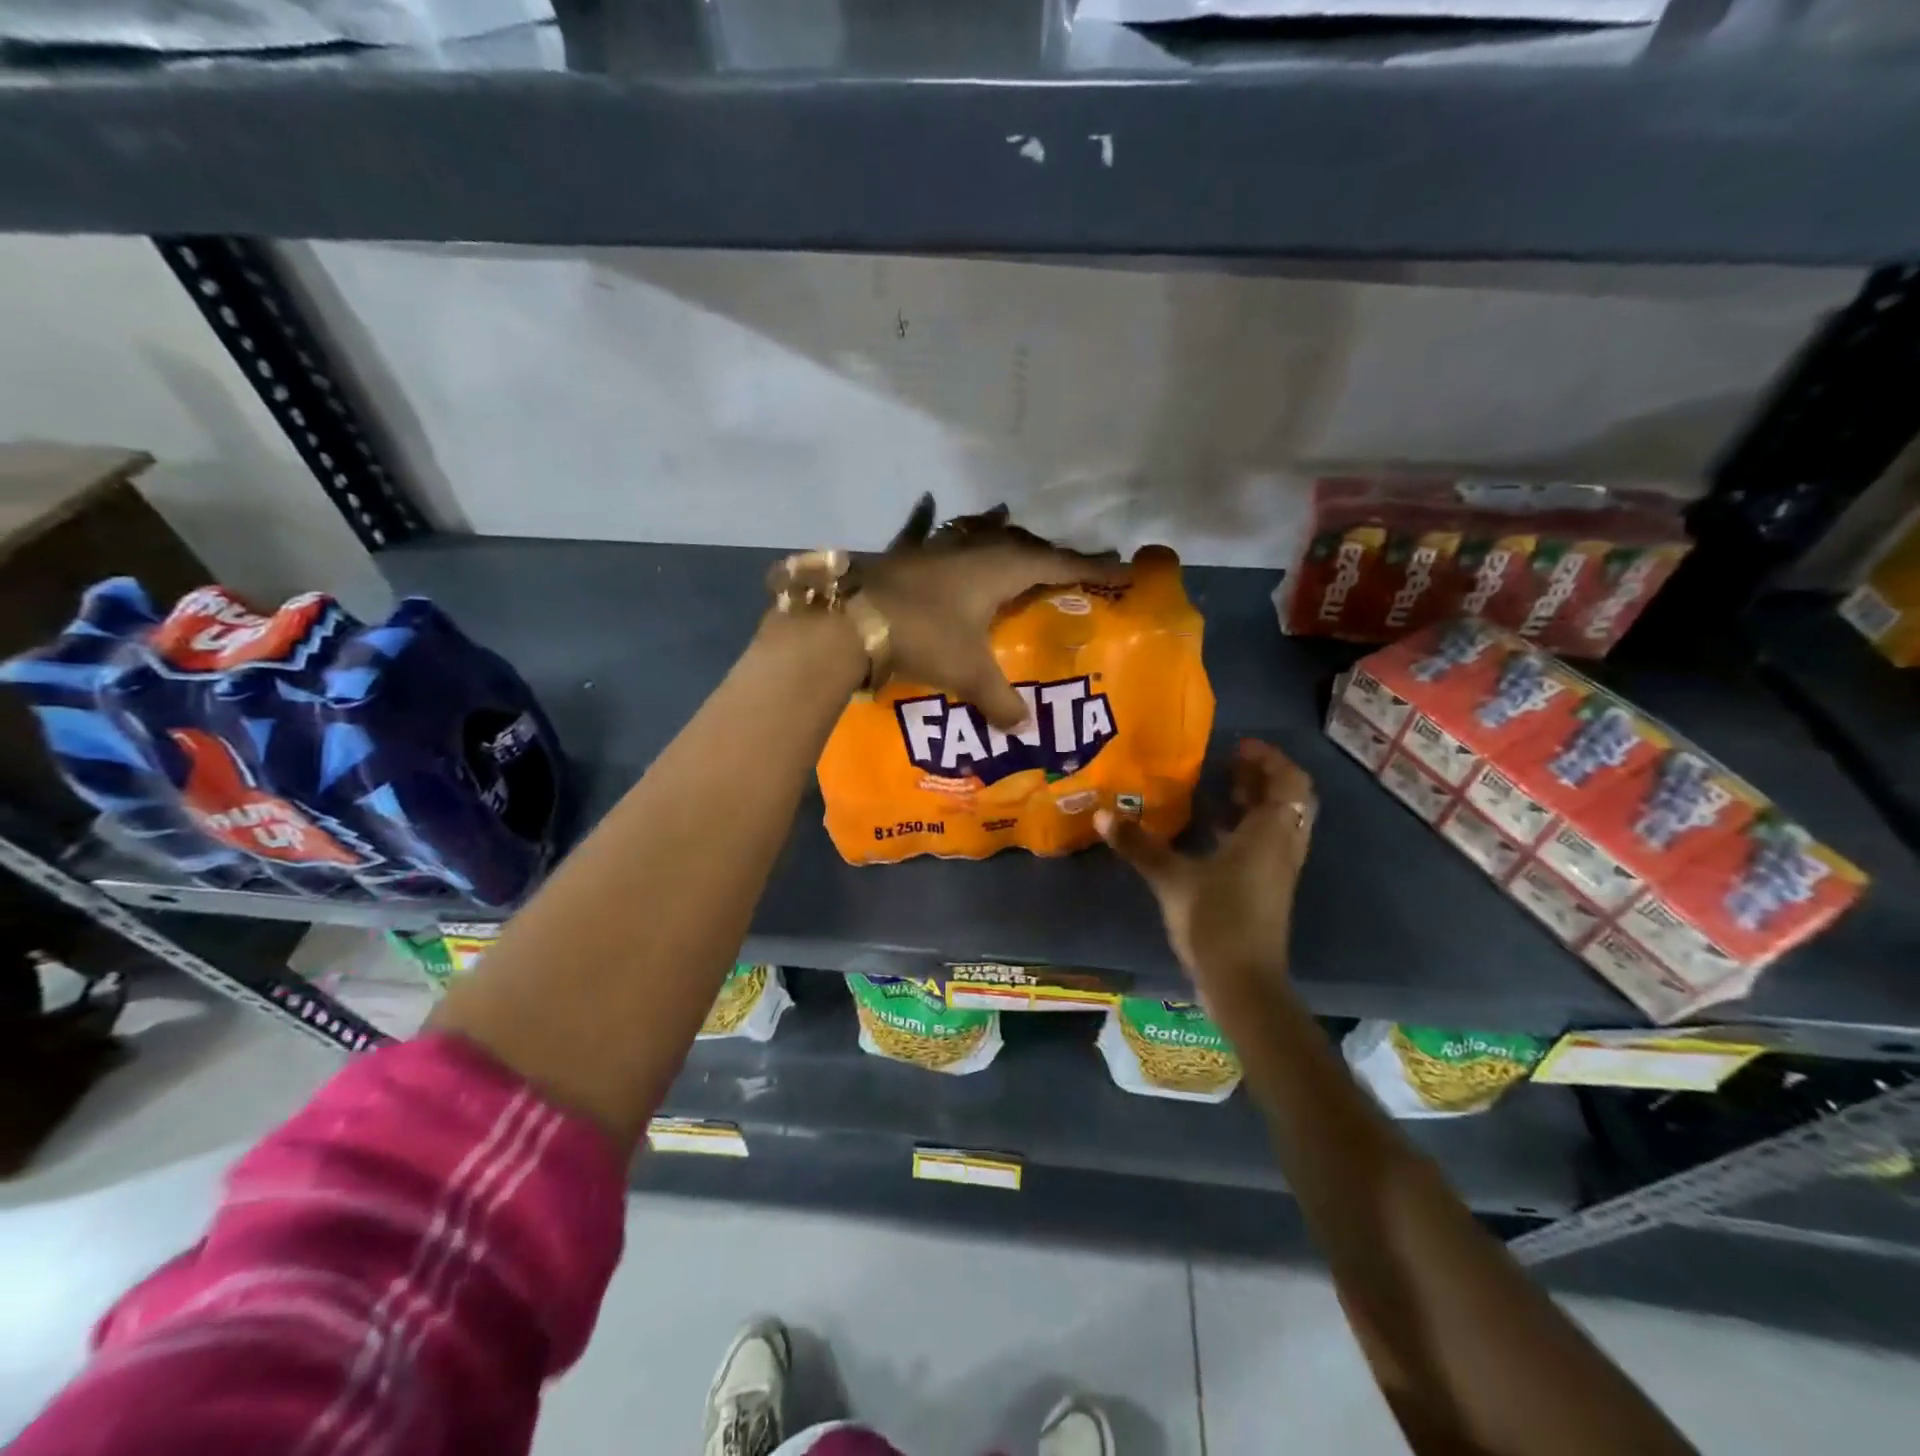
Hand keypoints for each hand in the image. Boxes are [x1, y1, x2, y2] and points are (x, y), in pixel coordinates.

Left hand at [862, 497, 1125, 727]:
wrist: (848, 621)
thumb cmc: (922, 638)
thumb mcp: (967, 673)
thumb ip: (1000, 700)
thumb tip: (1023, 729)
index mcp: (998, 569)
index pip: (1055, 565)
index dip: (1088, 567)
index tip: (1120, 567)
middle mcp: (971, 549)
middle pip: (1021, 545)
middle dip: (1049, 554)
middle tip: (1070, 564)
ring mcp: (934, 548)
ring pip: (978, 534)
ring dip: (1000, 536)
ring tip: (1014, 532)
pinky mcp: (902, 556)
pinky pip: (925, 532)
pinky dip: (929, 520)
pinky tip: (928, 502)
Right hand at [1098, 739, 1314, 994]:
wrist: (1243, 983)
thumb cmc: (1215, 920)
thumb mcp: (1171, 878)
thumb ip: (1139, 844)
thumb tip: (1102, 815)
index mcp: (1270, 833)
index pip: (1288, 781)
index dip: (1268, 759)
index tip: (1238, 746)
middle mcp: (1283, 846)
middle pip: (1289, 799)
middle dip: (1262, 777)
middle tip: (1228, 763)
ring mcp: (1279, 871)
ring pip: (1279, 823)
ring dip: (1256, 802)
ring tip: (1220, 789)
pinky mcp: (1269, 890)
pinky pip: (1267, 844)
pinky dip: (1248, 828)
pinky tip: (1212, 832)